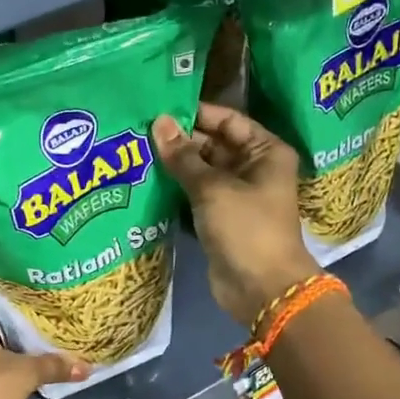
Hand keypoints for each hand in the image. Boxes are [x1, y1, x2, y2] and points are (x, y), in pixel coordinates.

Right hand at [152, 104, 319, 327]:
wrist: (262, 289)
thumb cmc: (246, 229)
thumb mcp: (213, 188)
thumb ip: (183, 156)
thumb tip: (159, 122)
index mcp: (265, 152)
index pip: (228, 120)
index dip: (196, 113)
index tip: (159, 108)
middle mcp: (252, 169)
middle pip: (212, 145)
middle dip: (179, 141)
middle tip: (138, 132)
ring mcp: (235, 196)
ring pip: (200, 173)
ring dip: (173, 167)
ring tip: (135, 152)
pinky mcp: (219, 220)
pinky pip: (194, 197)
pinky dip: (174, 192)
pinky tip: (144, 183)